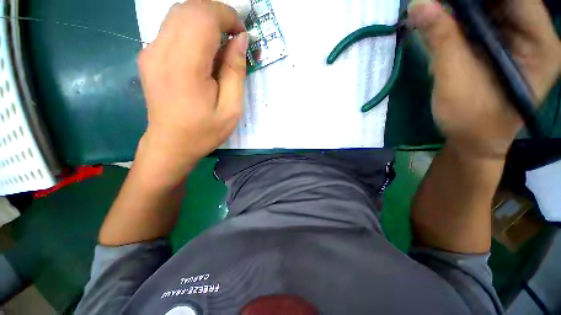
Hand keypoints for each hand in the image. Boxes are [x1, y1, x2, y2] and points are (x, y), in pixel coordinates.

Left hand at [137, 0, 248, 180]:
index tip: (242, 35)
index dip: (227, 16)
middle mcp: (161, 50)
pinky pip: (172, 28)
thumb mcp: (231, 109)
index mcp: (185, 66)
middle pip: (189, 8)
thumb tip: (241, 40)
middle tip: (234, 38)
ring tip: (221, 45)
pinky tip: (203, 53)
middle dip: (217, 14)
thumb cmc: (204, 131)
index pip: (203, 16)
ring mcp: (150, 51)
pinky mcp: (148, 55)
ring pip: (179, 14)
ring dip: (205, 21)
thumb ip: (235, 72)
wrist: (170, 144)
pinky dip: (192, 30)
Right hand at [408, 0, 560, 158]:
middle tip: (438, 3)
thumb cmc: (471, 119)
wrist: (473, 140)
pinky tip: (443, 20)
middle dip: (470, 1)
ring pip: (493, 6)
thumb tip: (419, 4)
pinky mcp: (502, 46)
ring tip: (437, 10)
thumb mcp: (455, 80)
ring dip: (463, 7)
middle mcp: (535, 36)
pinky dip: (462, 17)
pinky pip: (484, 20)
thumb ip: (442, 40)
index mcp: (541, 45)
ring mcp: (519, 40)